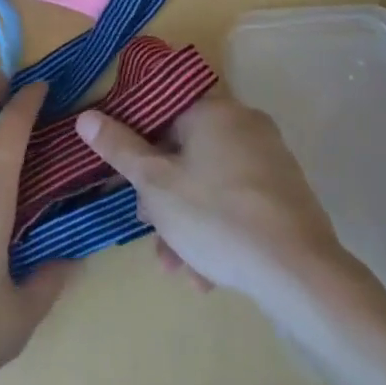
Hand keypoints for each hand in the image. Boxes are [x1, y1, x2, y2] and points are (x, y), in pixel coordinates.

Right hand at [76, 93, 346, 305]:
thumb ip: (119, 148)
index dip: (138, 144)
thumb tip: (85, 116)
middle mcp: (243, 122)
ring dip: (187, 221)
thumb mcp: (156, 185)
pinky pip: (238, 199)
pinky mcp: (287, 192)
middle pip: (187, 151)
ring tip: (179, 267)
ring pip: (211, 182)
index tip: (127, 179)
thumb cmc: (218, 218)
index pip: (162, 112)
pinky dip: (218, 227)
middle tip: (151, 231)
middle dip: (164, 195)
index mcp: (212, 110)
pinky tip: (207, 274)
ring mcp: (270, 157)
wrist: (300, 274)